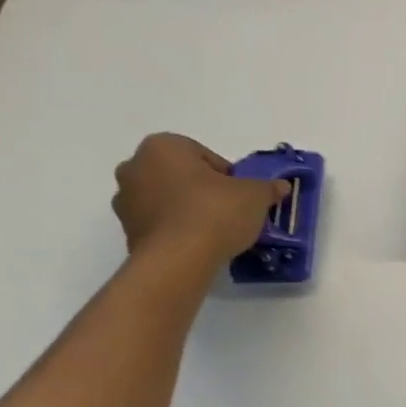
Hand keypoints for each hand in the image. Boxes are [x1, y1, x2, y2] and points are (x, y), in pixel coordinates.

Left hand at [110, 133, 286, 266]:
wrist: (178, 259)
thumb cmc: (215, 212)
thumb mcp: (255, 195)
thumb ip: (268, 187)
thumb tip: (280, 186)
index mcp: (163, 147)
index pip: (205, 156)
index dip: (228, 176)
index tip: (240, 195)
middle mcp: (135, 166)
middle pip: (183, 175)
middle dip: (205, 190)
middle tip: (230, 211)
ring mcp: (124, 200)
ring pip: (168, 199)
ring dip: (189, 209)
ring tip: (216, 231)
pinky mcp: (126, 230)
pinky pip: (160, 223)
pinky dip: (177, 229)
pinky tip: (199, 244)